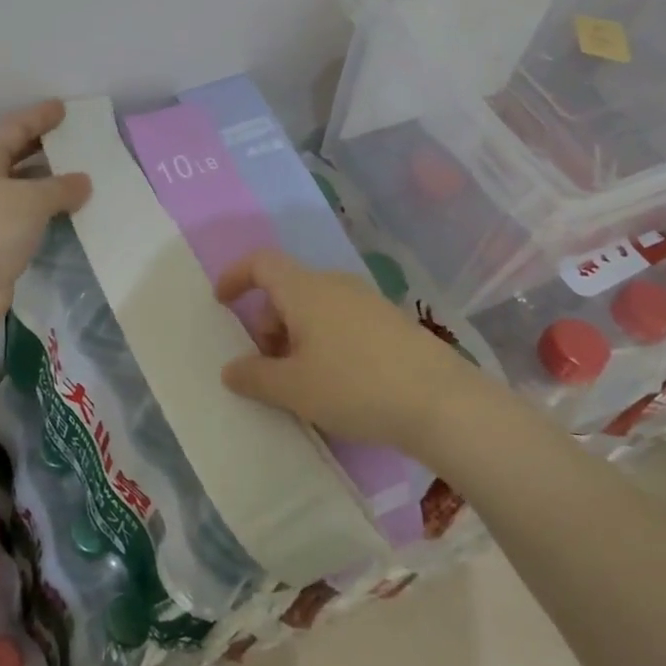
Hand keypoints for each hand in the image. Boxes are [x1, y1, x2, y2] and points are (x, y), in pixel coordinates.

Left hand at [0, 100, 91, 343]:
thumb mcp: (30, 200)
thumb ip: (61, 187)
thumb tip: (83, 181)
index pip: (15, 127)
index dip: (40, 116)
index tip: (64, 108)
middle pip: (16, 155)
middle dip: (46, 148)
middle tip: (78, 140)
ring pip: (22, 189)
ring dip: (49, 184)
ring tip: (84, 177)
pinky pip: (26, 218)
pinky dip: (47, 213)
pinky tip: (70, 213)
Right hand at [215, 248, 497, 461]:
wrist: (442, 402)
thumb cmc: (355, 387)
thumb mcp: (293, 389)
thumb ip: (254, 377)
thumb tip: (230, 369)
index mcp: (305, 290)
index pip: (261, 262)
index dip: (236, 276)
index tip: (222, 303)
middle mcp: (335, 285)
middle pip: (287, 289)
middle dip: (266, 322)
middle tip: (267, 366)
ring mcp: (367, 301)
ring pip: (315, 307)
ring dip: (295, 335)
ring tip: (300, 381)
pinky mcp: (391, 322)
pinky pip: (341, 320)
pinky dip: (324, 340)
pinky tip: (336, 381)